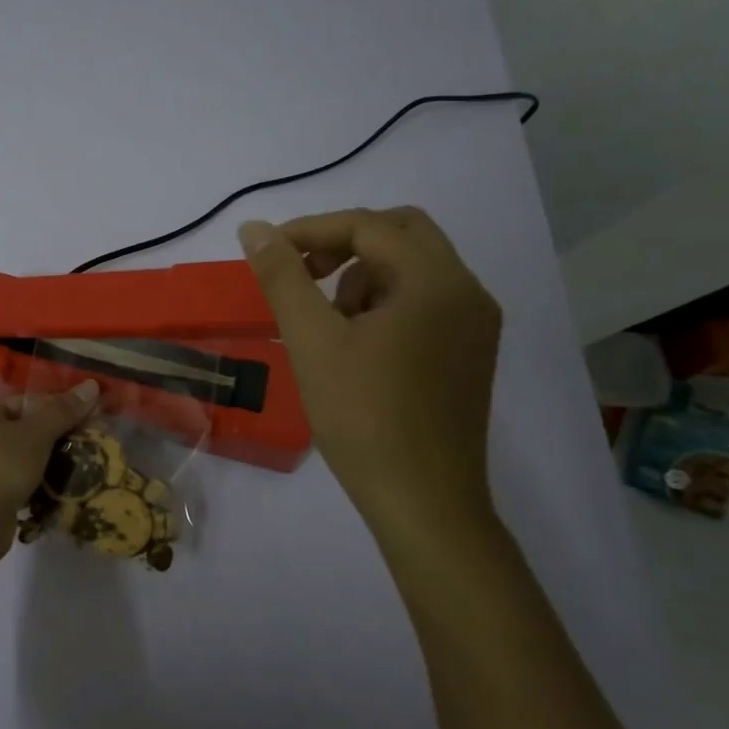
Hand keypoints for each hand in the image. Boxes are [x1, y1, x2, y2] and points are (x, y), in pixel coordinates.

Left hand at [0, 382, 101, 554]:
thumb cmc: (1, 467)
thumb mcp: (37, 434)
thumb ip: (63, 410)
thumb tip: (92, 385)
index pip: (26, 400)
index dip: (60, 408)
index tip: (89, 420)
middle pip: (24, 427)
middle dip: (56, 436)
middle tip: (87, 444)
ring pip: (20, 454)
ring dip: (47, 461)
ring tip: (78, 467)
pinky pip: (13, 477)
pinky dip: (33, 480)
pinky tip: (57, 488)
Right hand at [238, 207, 501, 528]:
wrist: (423, 502)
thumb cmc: (363, 416)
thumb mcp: (312, 340)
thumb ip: (282, 277)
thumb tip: (253, 229)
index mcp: (435, 280)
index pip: (368, 226)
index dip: (310, 231)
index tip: (266, 253)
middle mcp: (466, 291)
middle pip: (401, 233)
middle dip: (344, 244)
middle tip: (302, 275)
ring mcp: (474, 324)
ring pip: (413, 268)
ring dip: (364, 274)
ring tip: (327, 322)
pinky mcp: (470, 353)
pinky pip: (424, 301)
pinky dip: (385, 302)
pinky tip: (356, 345)